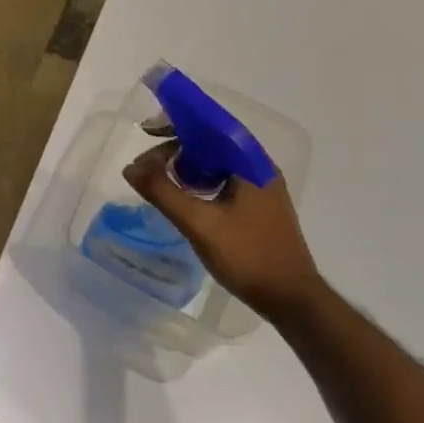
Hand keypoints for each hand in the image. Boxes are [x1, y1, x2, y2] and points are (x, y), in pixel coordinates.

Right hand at [123, 142, 322, 321]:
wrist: (292, 301)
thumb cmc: (248, 256)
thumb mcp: (198, 223)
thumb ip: (163, 192)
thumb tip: (131, 167)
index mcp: (251, 163)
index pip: (211, 124)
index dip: (178, 121)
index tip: (148, 130)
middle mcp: (259, 168)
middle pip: (212, 141)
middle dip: (177, 145)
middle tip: (148, 163)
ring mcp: (261, 188)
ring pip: (217, 161)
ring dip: (187, 163)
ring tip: (160, 176)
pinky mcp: (259, 206)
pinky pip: (223, 178)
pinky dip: (200, 178)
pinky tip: (184, 195)